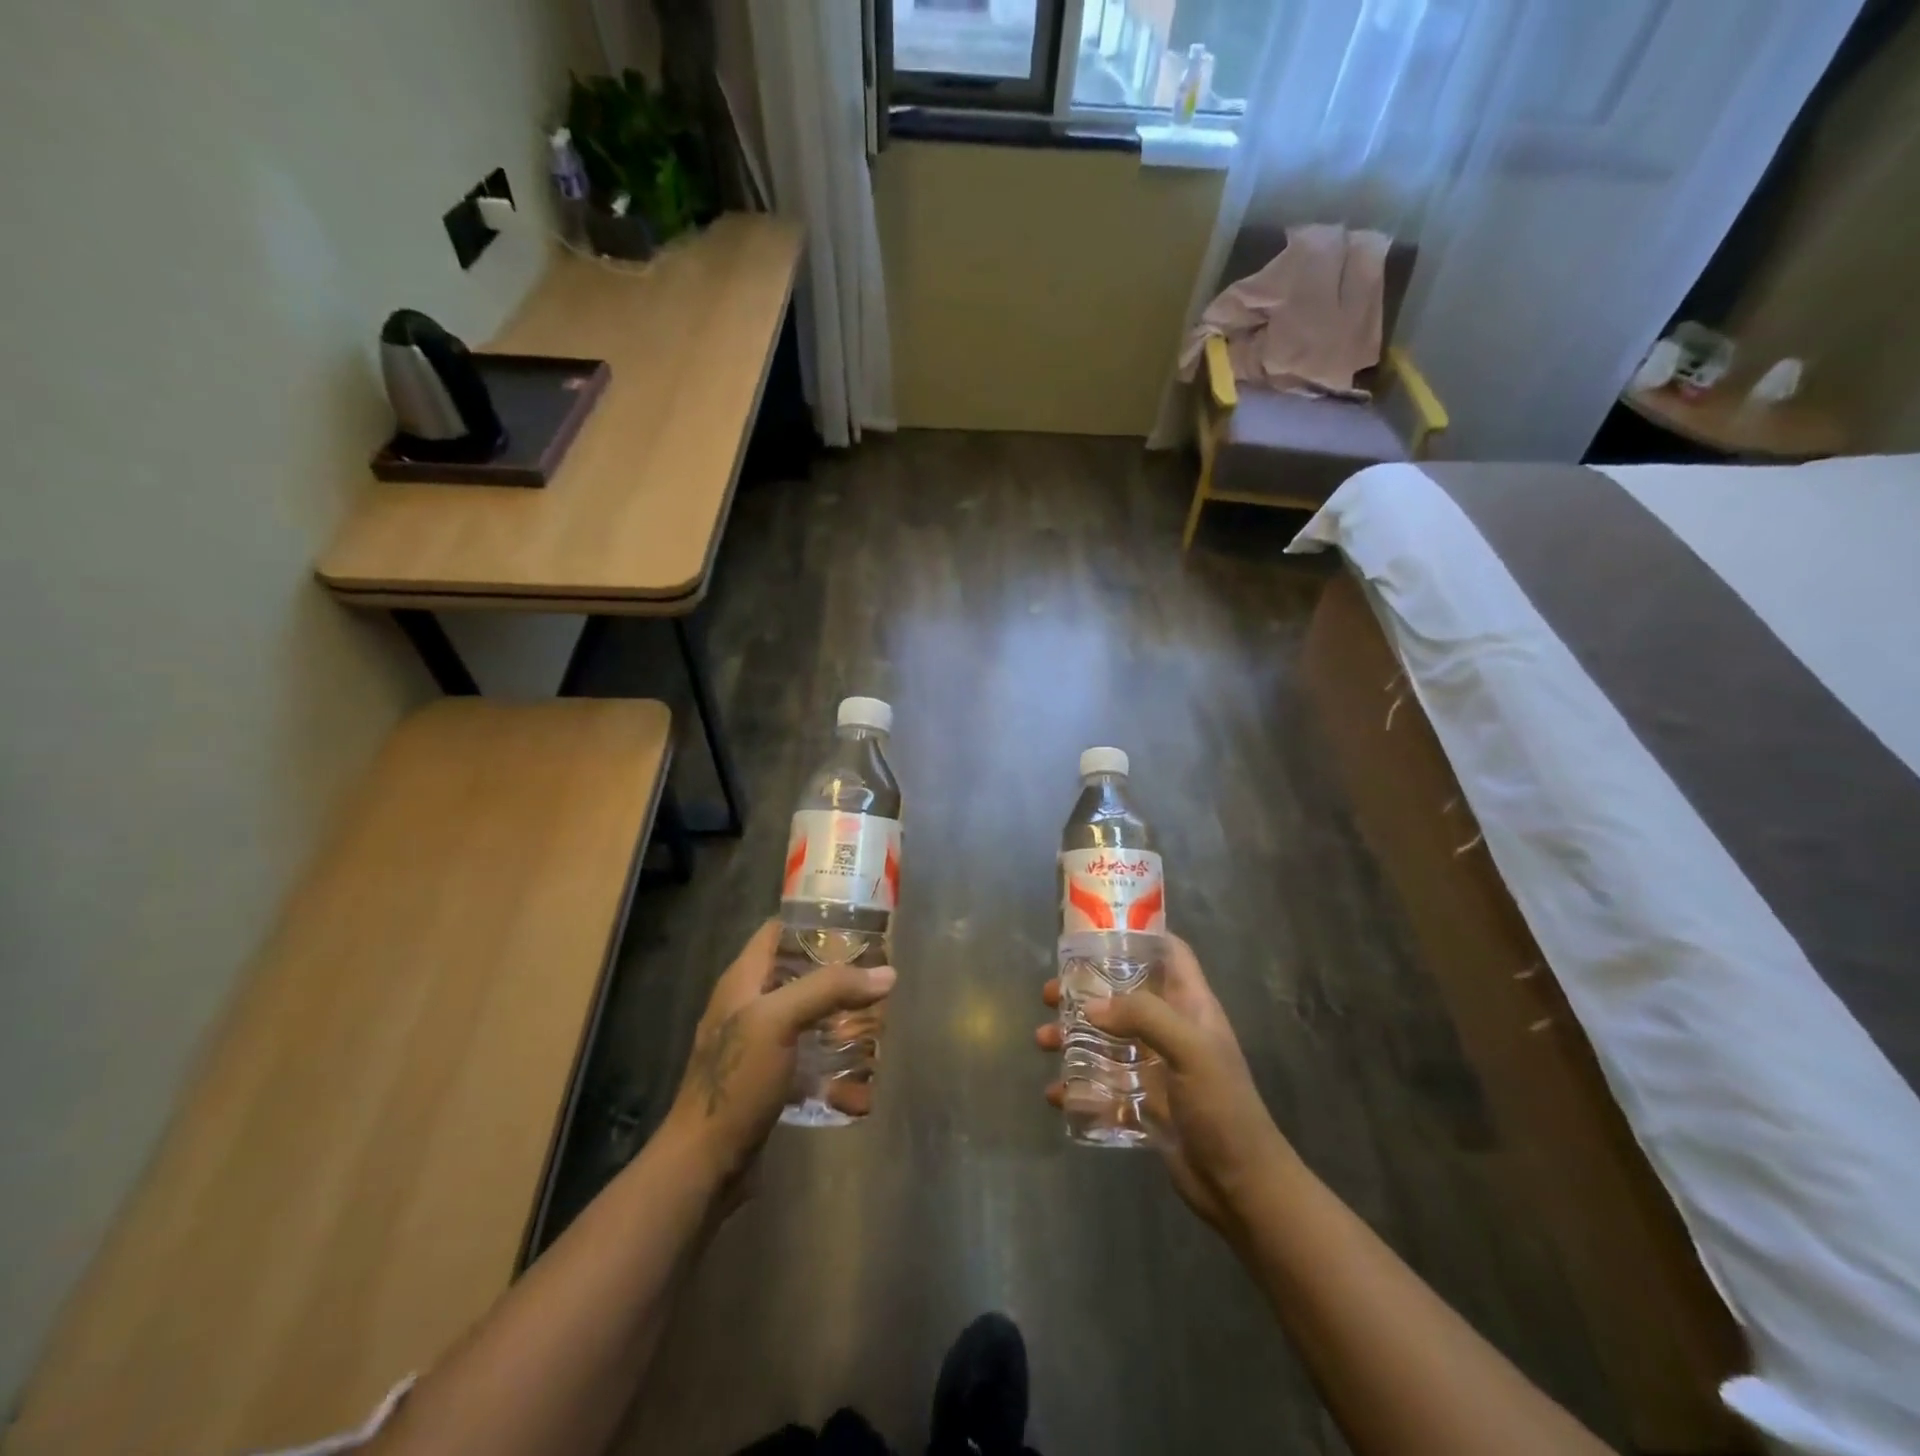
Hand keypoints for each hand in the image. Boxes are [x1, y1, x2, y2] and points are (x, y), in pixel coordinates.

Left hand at [664, 920, 894, 1189]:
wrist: (704, 1165)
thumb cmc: (736, 1081)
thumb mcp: (779, 1021)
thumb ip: (829, 989)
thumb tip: (887, 974)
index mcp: (742, 980)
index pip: (778, 930)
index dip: (814, 920)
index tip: (858, 922)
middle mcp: (748, 1005)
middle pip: (798, 971)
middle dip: (837, 971)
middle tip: (878, 972)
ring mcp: (757, 1044)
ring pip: (806, 1013)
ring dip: (839, 1013)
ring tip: (878, 1014)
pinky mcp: (768, 1078)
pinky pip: (807, 1054)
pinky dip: (831, 1054)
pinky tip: (860, 1065)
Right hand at [1035, 935, 1293, 1235]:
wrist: (1241, 1187)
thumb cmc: (1223, 1107)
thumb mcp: (1190, 1050)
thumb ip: (1144, 1017)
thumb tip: (1091, 1007)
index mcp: (1191, 1006)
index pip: (1170, 954)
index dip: (1139, 935)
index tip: (1096, 931)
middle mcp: (1172, 1029)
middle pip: (1124, 994)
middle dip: (1086, 990)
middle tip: (1050, 993)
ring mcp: (1156, 1067)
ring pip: (1107, 1038)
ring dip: (1074, 1036)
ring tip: (1044, 1041)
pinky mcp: (1143, 1102)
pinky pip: (1103, 1085)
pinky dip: (1078, 1086)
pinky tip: (1057, 1094)